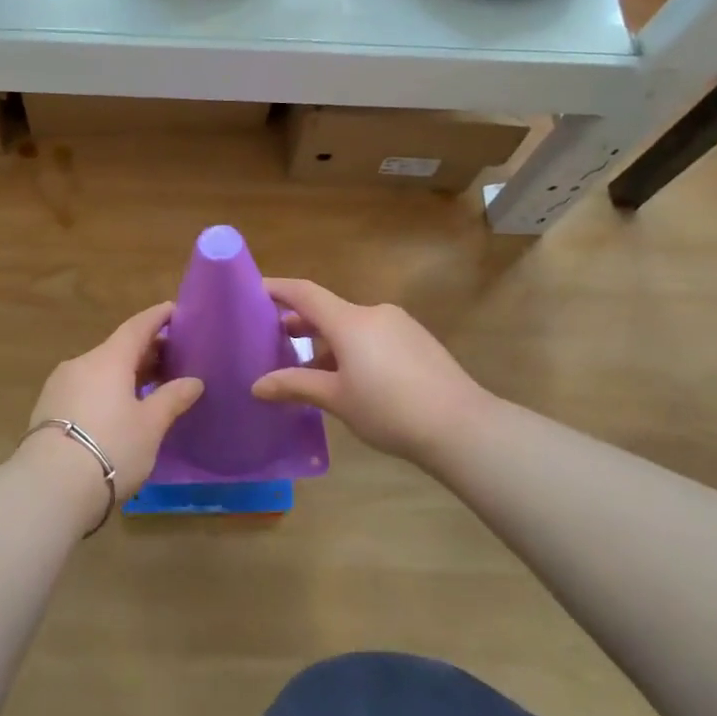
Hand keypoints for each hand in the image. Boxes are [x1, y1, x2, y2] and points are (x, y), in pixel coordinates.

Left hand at [20, 302, 203, 508]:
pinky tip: (118, 408)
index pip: (137, 327)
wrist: (49, 486)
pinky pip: (85, 387)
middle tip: (172, 358)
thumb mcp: (150, 426)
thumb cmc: (110, 447)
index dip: (157, 317)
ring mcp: (60, 385)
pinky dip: (106, 389)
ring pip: (99, 369)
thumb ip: (172, 399)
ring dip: (125, 373)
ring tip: (148, 386)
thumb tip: (193, 381)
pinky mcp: (47, 409)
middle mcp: (81, 363)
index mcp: (108, 359)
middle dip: (146, 350)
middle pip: (118, 348)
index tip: (174, 310)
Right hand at [253, 278, 494, 466]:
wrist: (462, 426)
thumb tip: (257, 385)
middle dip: (300, 323)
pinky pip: (374, 336)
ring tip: (309, 370)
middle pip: (328, 310)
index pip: (305, 293)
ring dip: (327, 342)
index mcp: (350, 321)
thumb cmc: (390, 409)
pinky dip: (353, 349)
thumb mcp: (337, 399)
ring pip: (352, 326)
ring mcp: (400, 326)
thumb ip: (295, 386)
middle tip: (274, 340)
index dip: (277, 289)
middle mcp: (374, 313)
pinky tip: (349, 379)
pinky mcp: (418, 342)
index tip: (254, 290)